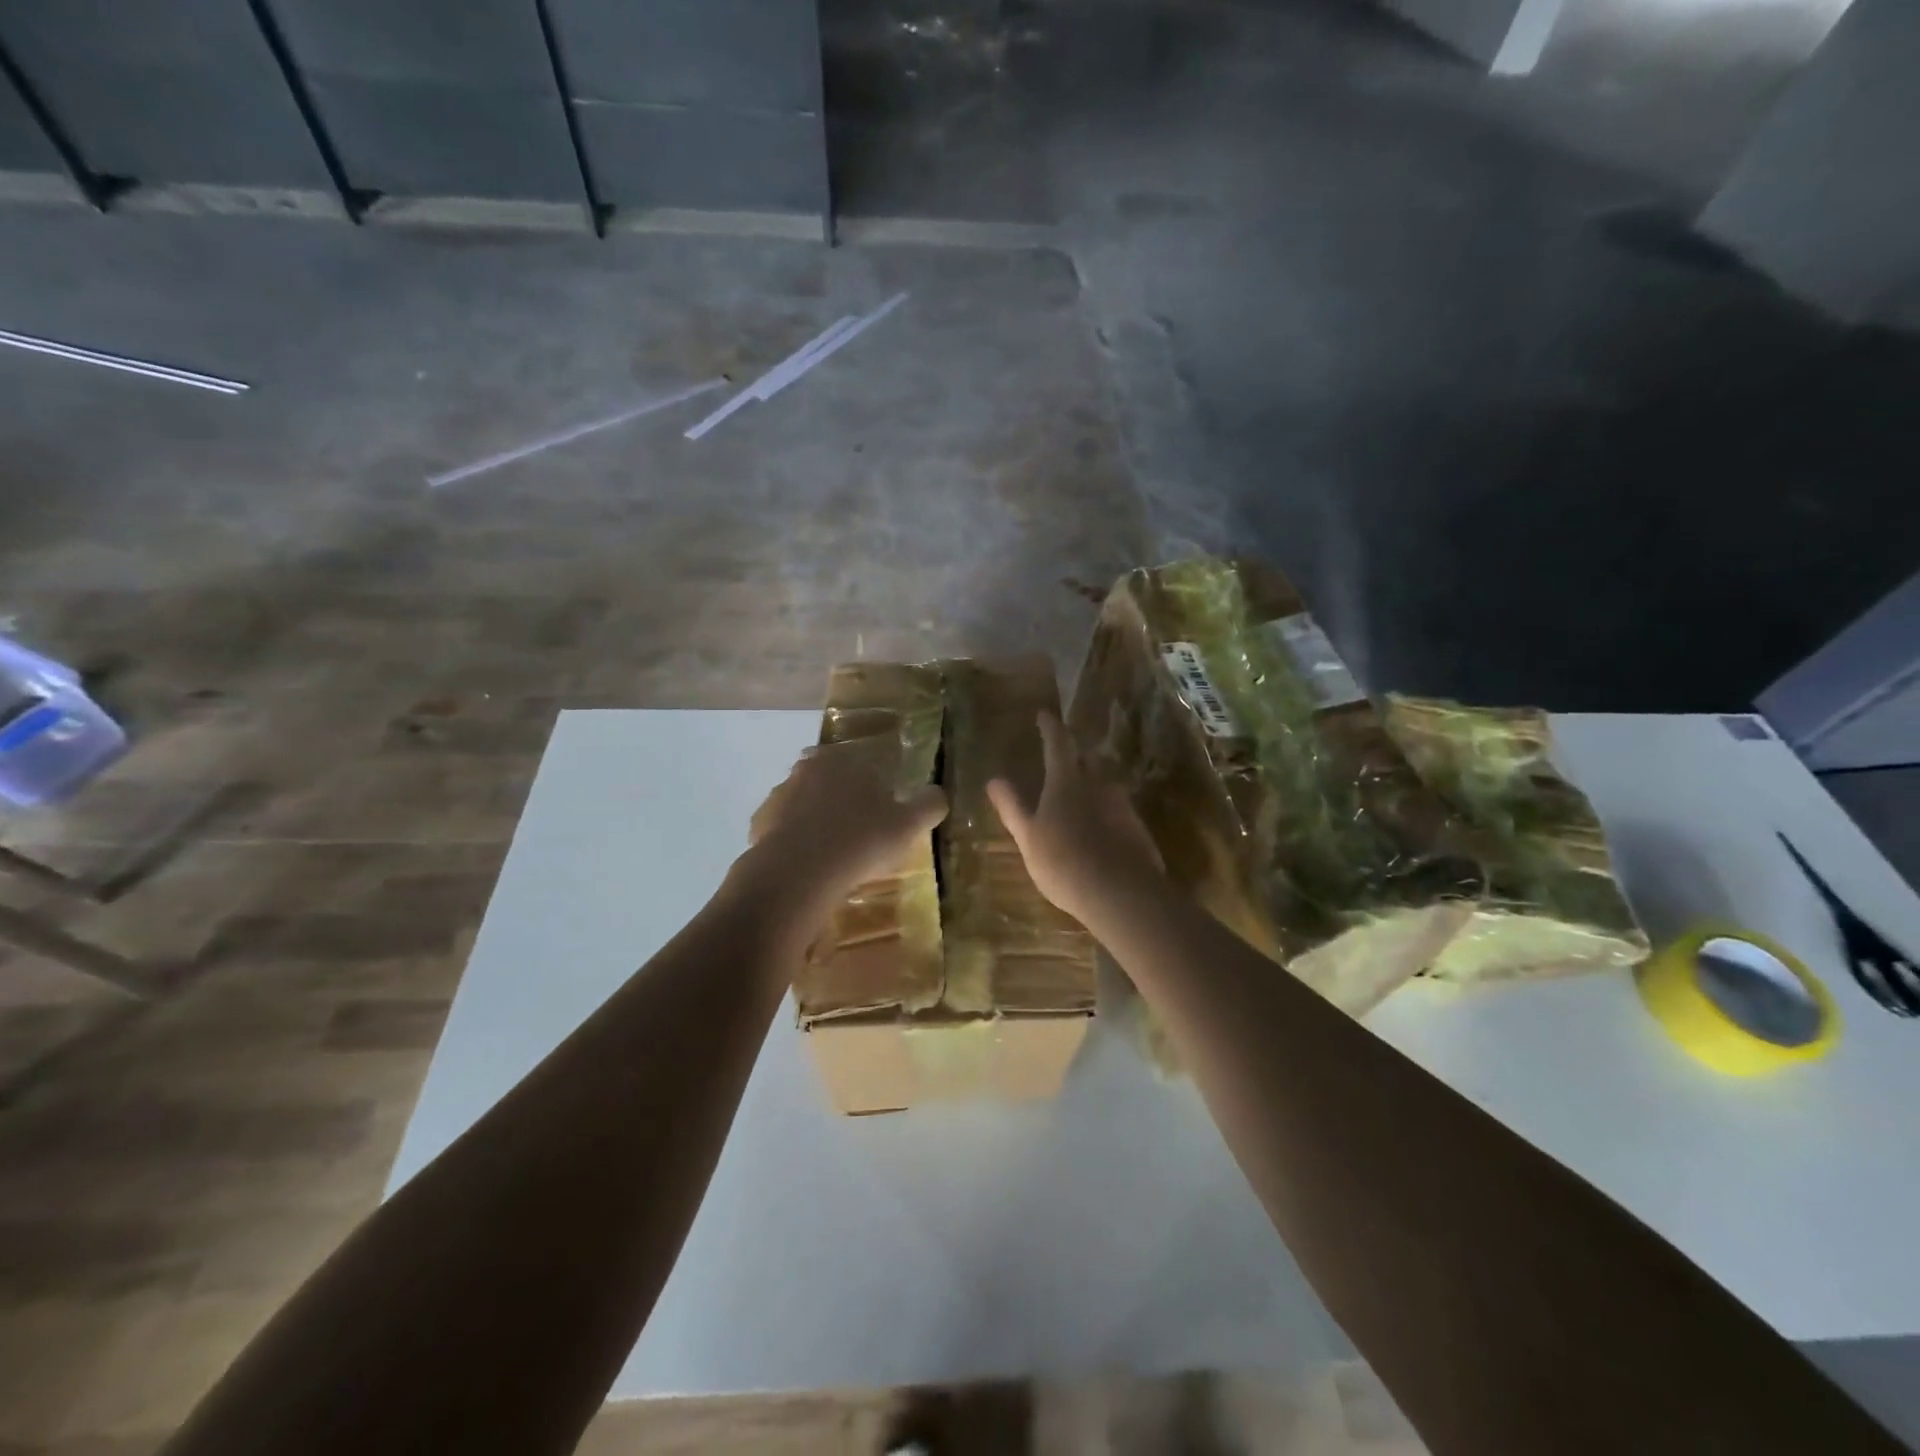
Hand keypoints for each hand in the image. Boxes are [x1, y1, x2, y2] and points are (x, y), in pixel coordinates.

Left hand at [746, 734, 948, 913]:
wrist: (799, 872)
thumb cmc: (861, 840)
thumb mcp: (909, 824)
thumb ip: (929, 804)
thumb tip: (937, 794)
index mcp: (846, 759)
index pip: (867, 761)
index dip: (879, 785)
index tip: (885, 810)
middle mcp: (810, 766)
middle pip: (833, 778)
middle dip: (845, 797)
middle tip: (861, 829)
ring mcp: (781, 793)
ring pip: (806, 800)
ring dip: (818, 817)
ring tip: (834, 850)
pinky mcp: (760, 822)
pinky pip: (784, 827)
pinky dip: (795, 839)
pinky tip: (809, 862)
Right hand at [987, 711, 1163, 929]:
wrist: (1122, 894)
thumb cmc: (1064, 862)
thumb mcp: (1028, 837)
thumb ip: (1012, 807)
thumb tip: (994, 780)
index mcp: (1067, 781)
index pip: (1058, 743)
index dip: (1050, 727)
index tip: (1044, 714)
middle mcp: (1098, 784)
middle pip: (1086, 761)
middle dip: (1073, 758)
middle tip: (1059, 761)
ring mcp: (1122, 805)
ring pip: (1103, 787)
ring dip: (1090, 788)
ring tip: (1077, 802)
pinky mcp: (1138, 829)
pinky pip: (1116, 811)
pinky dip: (1104, 814)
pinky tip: (1097, 833)